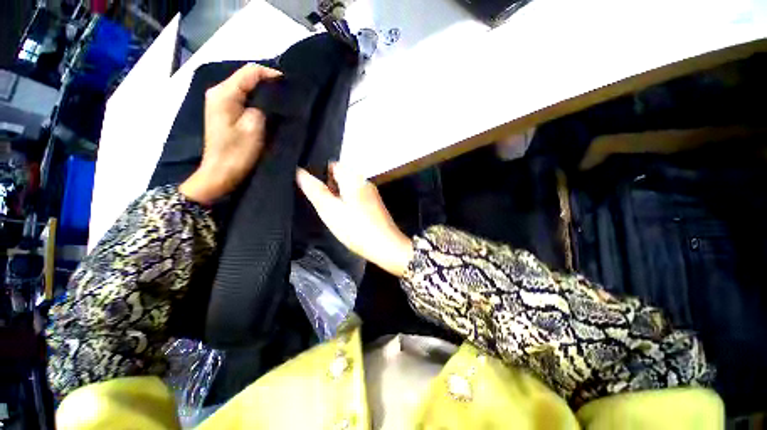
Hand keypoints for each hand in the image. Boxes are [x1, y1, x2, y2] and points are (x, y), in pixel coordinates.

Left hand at [180, 64, 281, 204]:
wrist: (220, 173)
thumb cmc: (236, 153)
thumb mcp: (253, 129)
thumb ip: (261, 107)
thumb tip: (269, 97)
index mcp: (224, 94)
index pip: (249, 72)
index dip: (270, 74)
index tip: (288, 84)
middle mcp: (219, 92)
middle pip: (245, 77)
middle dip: (267, 82)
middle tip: (287, 92)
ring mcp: (219, 102)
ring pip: (244, 87)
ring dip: (262, 91)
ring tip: (280, 99)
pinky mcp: (223, 112)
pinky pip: (242, 98)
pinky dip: (256, 99)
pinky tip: (267, 107)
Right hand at [296, 164, 413, 276]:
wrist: (386, 246)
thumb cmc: (357, 229)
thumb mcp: (330, 210)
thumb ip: (315, 190)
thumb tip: (300, 172)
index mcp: (354, 178)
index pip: (332, 165)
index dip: (319, 174)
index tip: (313, 190)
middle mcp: (365, 182)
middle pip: (340, 178)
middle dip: (329, 189)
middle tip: (322, 205)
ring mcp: (371, 194)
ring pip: (348, 190)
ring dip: (338, 198)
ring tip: (332, 214)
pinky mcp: (374, 205)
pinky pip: (356, 199)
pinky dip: (348, 205)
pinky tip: (346, 219)